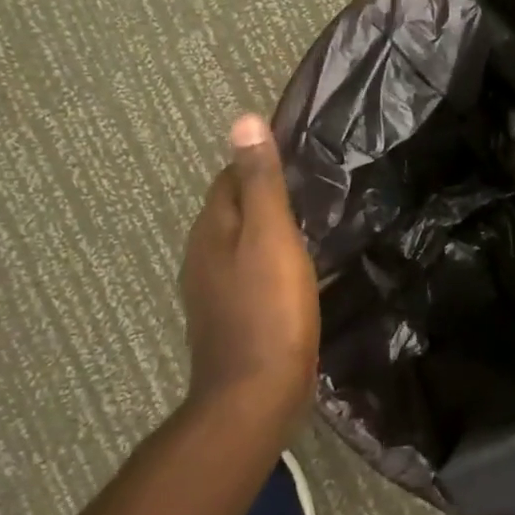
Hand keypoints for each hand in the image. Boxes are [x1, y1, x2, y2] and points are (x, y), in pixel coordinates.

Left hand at [178, 115, 320, 437]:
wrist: (255, 395)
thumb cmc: (268, 308)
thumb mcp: (270, 235)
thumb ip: (260, 180)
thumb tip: (242, 119)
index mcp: (211, 230)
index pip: (228, 178)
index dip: (257, 162)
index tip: (297, 156)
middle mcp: (203, 256)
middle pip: (232, 210)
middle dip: (263, 194)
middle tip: (311, 187)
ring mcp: (214, 291)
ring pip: (241, 243)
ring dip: (267, 230)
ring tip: (309, 224)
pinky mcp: (231, 318)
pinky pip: (250, 274)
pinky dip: (270, 262)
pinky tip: (296, 272)